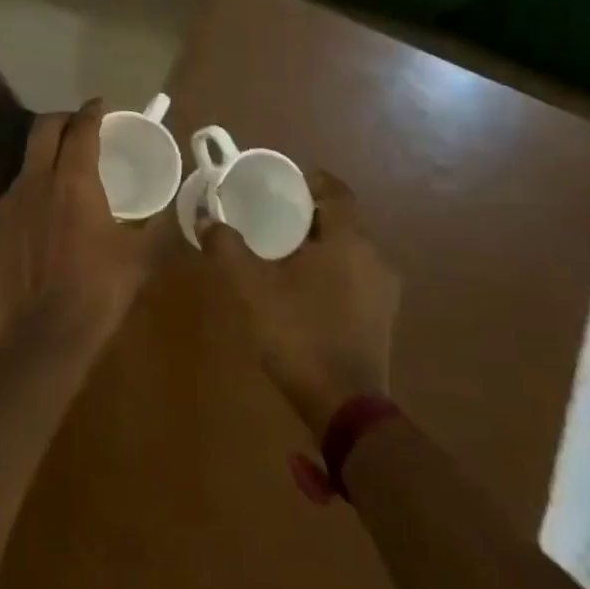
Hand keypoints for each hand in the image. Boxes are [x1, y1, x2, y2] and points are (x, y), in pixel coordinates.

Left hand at [0, 100, 166, 356]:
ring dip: (46, 157)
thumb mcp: (140, 257)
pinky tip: (44, 216)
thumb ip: (159, 226)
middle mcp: (35, 180)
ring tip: (64, 175)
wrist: (42, 338)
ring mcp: (8, 203)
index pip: (81, 128)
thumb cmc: (98, 292)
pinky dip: (32, 191)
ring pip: (27, 163)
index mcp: (73, 180)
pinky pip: (15, 195)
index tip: (102, 106)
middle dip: (63, 119)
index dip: (93, 111)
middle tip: (81, 127)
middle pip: (44, 129)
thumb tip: (178, 210)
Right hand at [203, 170, 401, 437]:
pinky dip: (332, 272)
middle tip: (271, 219)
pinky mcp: (383, 318)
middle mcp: (374, 258)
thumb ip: (228, 248)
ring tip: (283, 256)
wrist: (345, 406)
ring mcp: (384, 291)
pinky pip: (356, 277)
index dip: (311, 182)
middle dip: (308, 216)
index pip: (337, 191)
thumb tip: (205, 219)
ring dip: (320, 246)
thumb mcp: (252, 288)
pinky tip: (304, 291)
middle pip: (341, 221)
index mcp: (348, 240)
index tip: (284, 185)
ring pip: (349, 251)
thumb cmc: (299, 334)